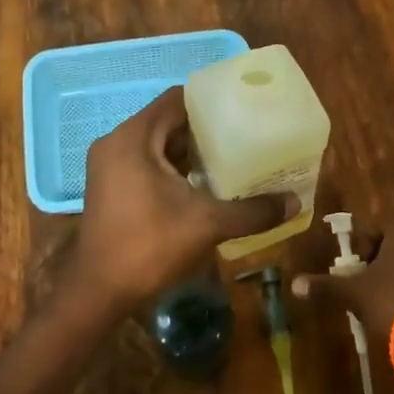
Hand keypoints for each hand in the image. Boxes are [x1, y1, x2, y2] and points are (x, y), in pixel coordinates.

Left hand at [70, 86, 289, 311]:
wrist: (98, 293)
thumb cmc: (149, 247)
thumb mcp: (207, 225)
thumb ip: (252, 211)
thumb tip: (295, 202)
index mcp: (134, 138)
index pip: (176, 99)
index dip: (210, 101)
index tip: (242, 108)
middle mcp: (117, 142)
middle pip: (167, 120)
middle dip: (205, 128)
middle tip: (244, 134)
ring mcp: (109, 165)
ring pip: (157, 143)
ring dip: (189, 150)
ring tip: (231, 157)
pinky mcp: (110, 186)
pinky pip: (146, 161)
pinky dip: (173, 166)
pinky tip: (203, 183)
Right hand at [292, 224, 393, 339]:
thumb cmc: (390, 302)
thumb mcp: (353, 292)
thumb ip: (325, 285)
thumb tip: (294, 284)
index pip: (375, 226)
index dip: (361, 246)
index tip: (353, 267)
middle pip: (393, 243)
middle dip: (376, 261)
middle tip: (362, 283)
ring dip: (393, 275)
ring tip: (378, 299)